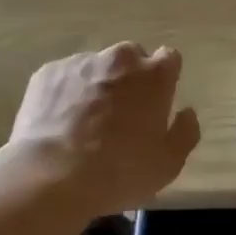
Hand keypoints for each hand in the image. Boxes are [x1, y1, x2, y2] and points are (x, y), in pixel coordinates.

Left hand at [11, 43, 199, 216]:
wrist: (49, 177)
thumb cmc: (117, 172)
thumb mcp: (167, 165)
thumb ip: (185, 132)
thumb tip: (186, 112)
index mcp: (154, 75)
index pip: (169, 58)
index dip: (164, 78)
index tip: (157, 101)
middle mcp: (120, 58)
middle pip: (132, 57)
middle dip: (130, 78)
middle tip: (121, 113)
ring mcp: (82, 62)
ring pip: (97, 66)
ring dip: (97, 84)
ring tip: (84, 122)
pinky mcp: (49, 72)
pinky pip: (65, 77)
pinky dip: (66, 93)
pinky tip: (58, 123)